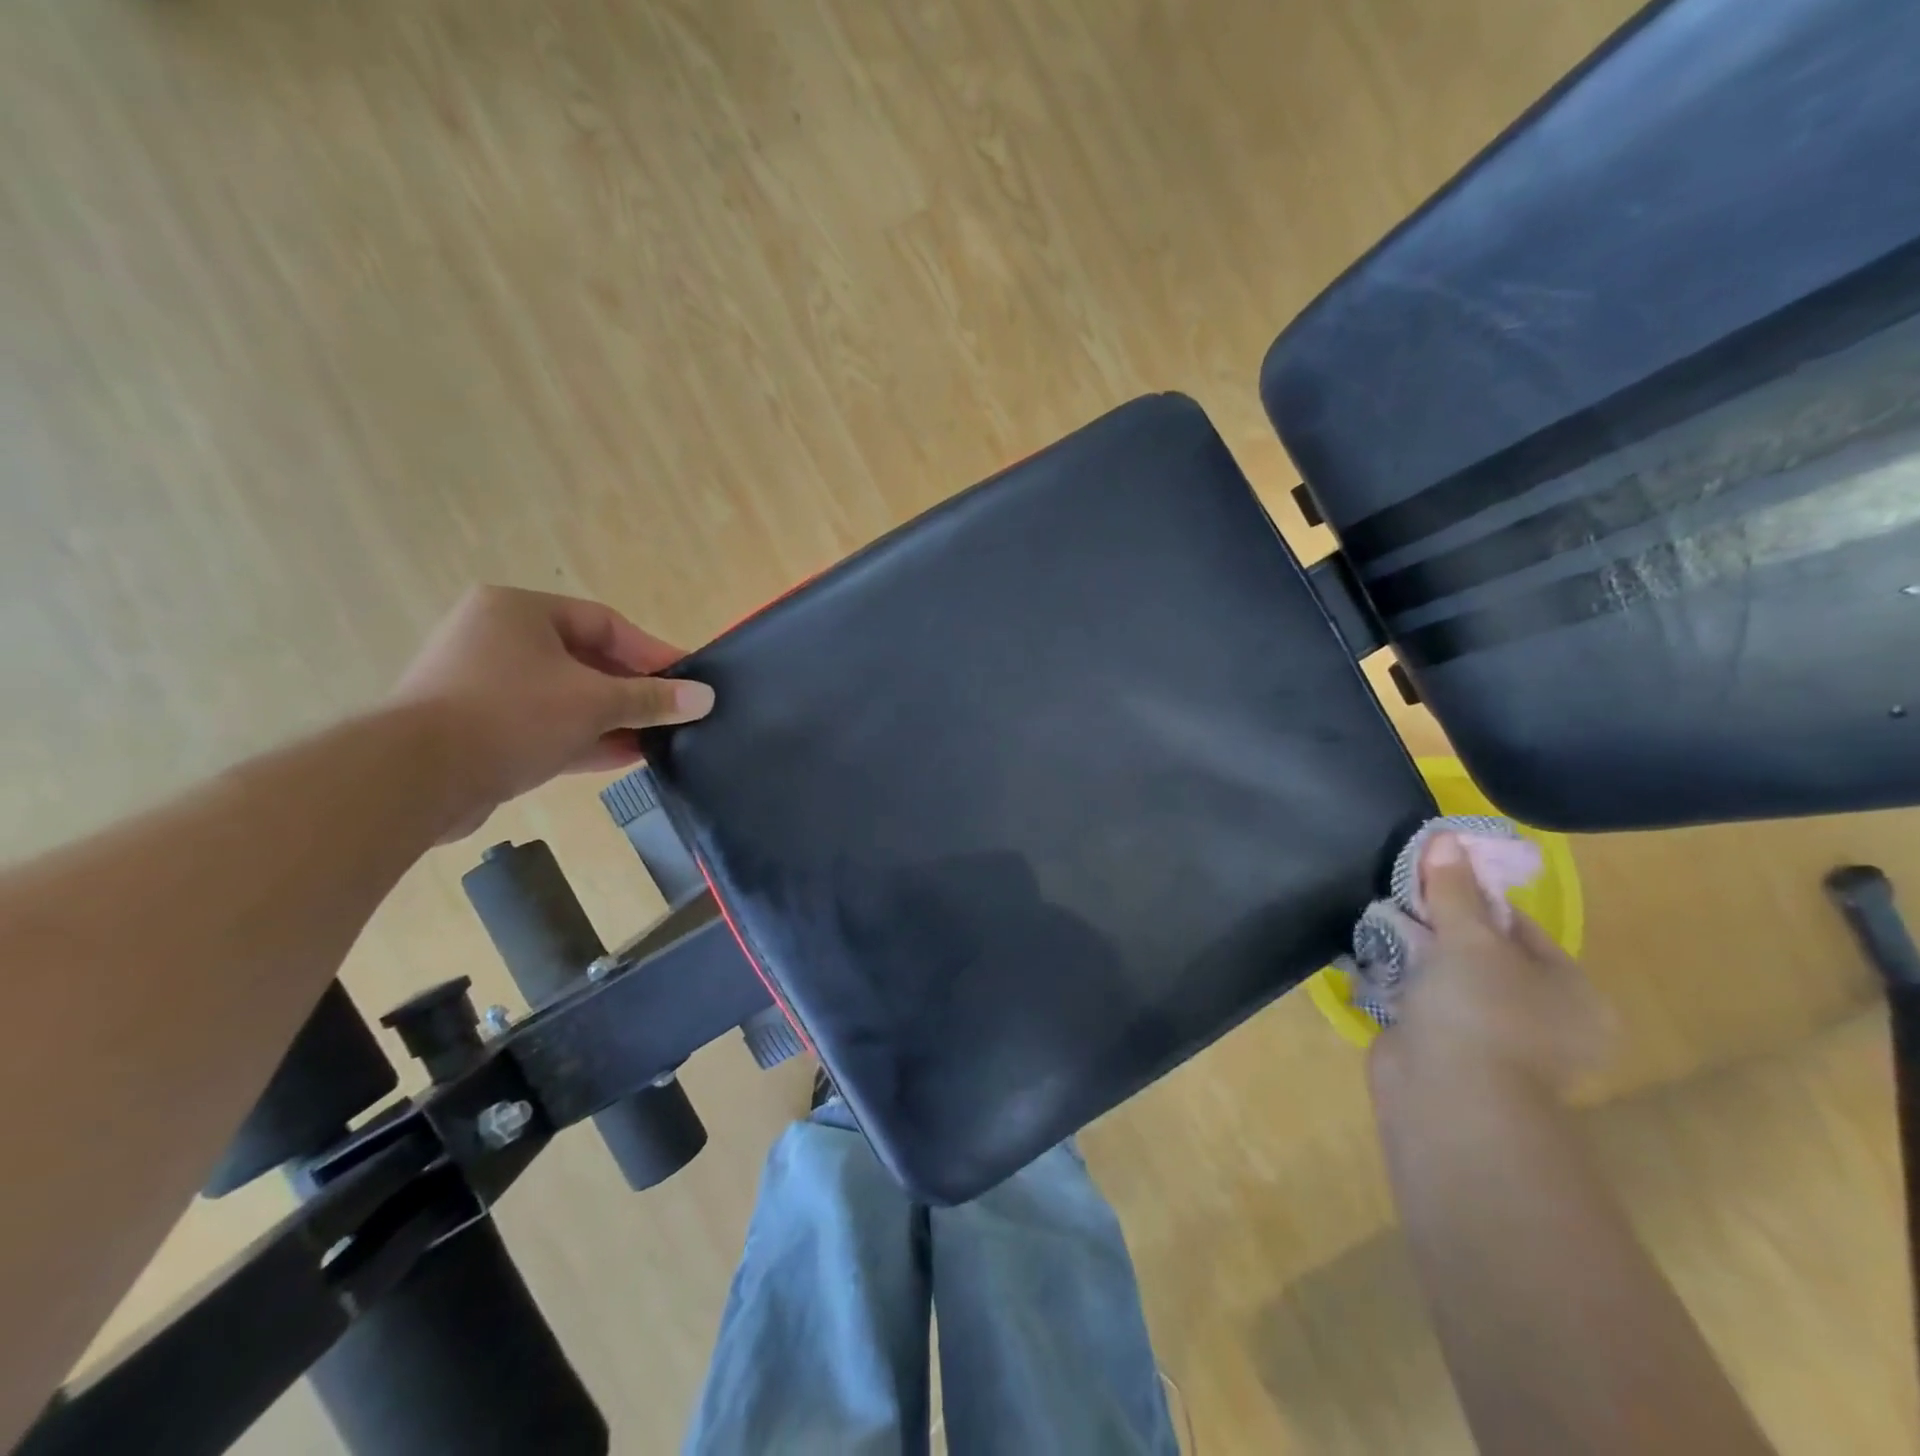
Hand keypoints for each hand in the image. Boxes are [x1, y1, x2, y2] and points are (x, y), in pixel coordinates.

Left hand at [388, 586, 714, 838]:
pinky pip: (543, 724)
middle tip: (673, 713)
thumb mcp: (594, 703)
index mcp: (518, 611)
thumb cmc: (511, 715)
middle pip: (586, 661)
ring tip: (657, 740)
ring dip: (612, 719)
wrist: (413, 778)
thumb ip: (652, 699)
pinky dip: (582, 737)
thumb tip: (705, 698)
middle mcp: (497, 638)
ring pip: (565, 697)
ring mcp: (483, 684)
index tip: (688, 679)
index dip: (652, 653)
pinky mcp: (477, 727)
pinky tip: (624, 757)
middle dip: (633, 692)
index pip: (605, 624)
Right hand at [1373, 834, 1612, 1096]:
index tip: (1433, 877)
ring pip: (1449, 977)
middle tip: (1403, 898)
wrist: (1449, 1097)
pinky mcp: (1447, 1051)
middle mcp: (1540, 1016)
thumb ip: (1454, 889)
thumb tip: (1445, 836)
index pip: (1519, 927)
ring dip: (1417, 951)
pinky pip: (1423, 1002)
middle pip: (1482, 951)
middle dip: (1439, 924)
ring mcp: (1492, 1038)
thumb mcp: (1470, 939)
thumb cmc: (1480, 1011)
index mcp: (1570, 991)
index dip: (1475, 898)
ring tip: (1382, 922)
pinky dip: (1401, 981)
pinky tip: (1374, 958)